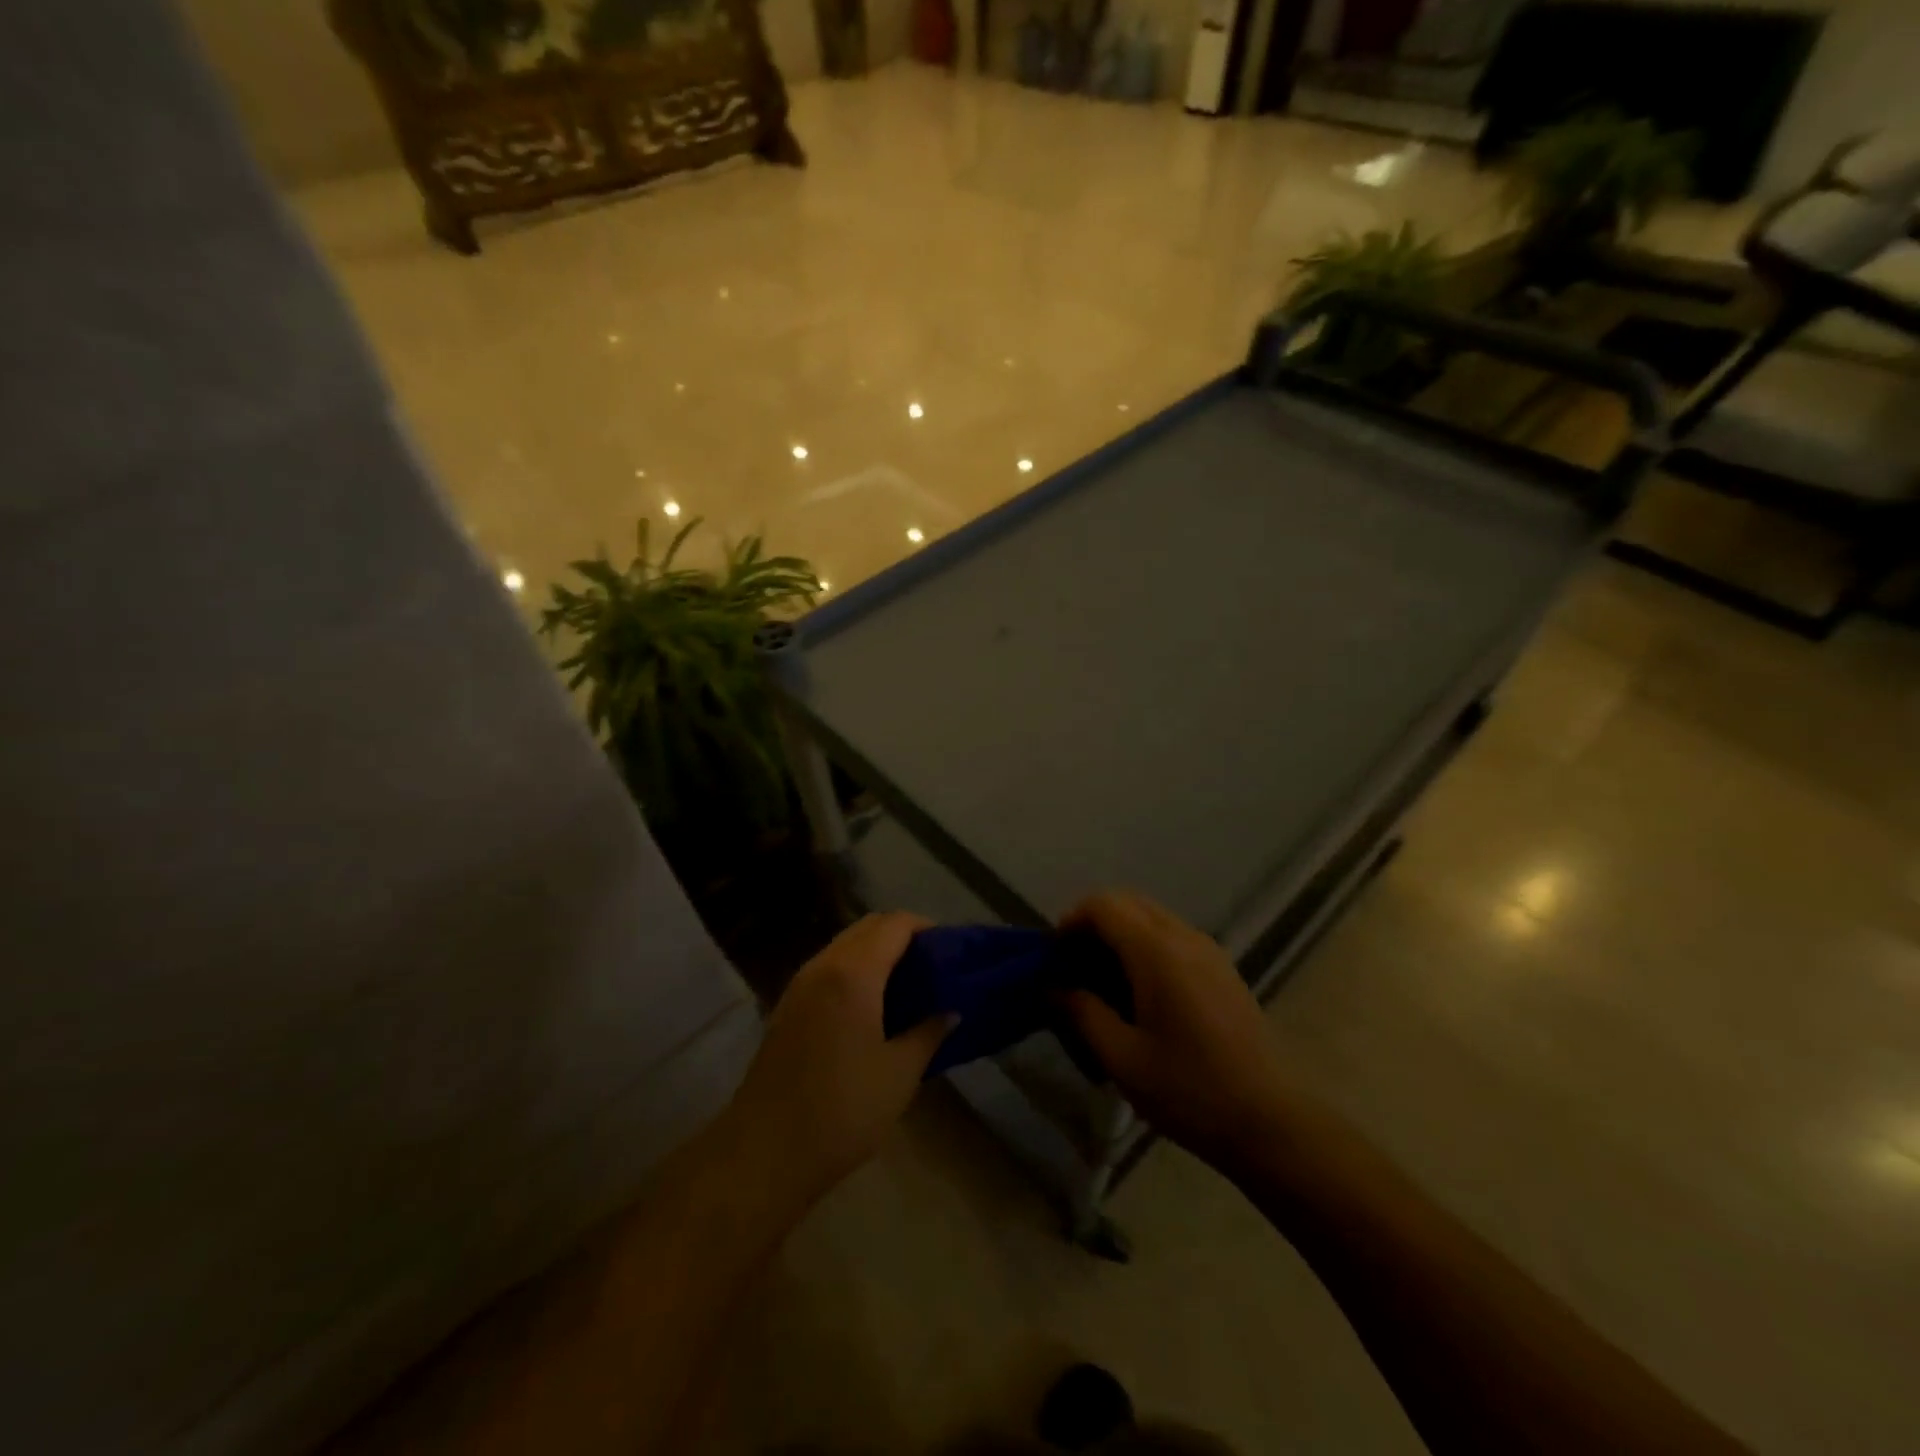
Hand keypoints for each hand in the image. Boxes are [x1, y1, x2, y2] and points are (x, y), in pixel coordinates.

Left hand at [726, 913, 951, 1204]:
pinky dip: (854, 969)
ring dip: (876, 951)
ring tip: (906, 985)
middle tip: (931, 965)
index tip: (949, 949)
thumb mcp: (900, 1073)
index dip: (925, 927)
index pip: (894, 925)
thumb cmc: (842, 1110)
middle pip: (867, 927)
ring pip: (844, 945)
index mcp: (854, 973)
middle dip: (901, 935)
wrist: (765, 1153)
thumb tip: (950, 1011)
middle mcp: (823, 966)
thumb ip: (929, 1033)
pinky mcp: (787, 1007)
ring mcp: (799, 985)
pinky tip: (871, 1006)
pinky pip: (827, 967)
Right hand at [1058, 891, 1294, 1170]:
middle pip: (1129, 902)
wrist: (1269, 1121)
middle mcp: (1185, 937)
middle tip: (1075, 967)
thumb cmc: (1189, 1090)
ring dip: (1121, 934)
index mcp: (1157, 952)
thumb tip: (1052, 986)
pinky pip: (1173, 936)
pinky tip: (1141, 994)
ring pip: (1152, 917)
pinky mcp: (1222, 969)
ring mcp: (1209, 950)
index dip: (1072, 920)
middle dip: (1094, 923)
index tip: (1056, 957)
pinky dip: (1145, 946)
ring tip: (1104, 982)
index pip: (1105, 905)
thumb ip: (1082, 1013)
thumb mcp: (1122, 1058)